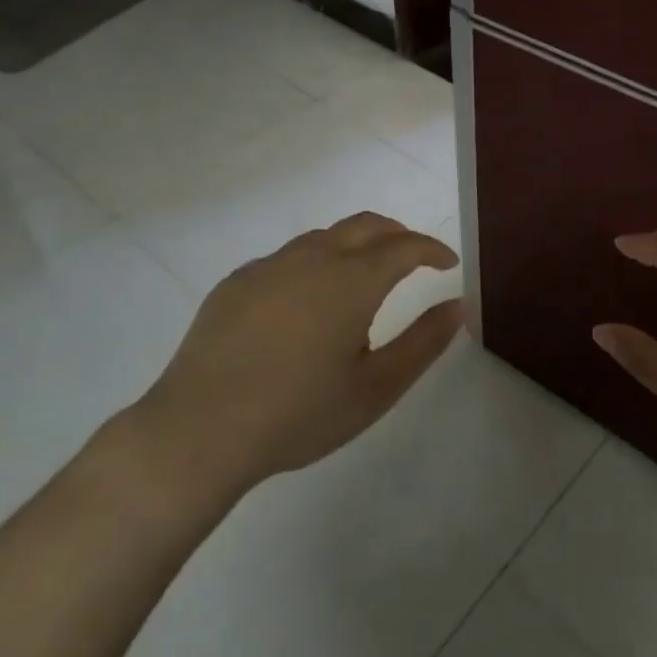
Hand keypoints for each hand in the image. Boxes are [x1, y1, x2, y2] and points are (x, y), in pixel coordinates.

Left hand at [127, 213, 462, 525]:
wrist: (198, 431)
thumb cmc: (298, 414)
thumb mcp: (375, 388)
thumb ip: (423, 343)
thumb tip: (457, 306)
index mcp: (353, 280)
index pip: (405, 246)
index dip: (432, 250)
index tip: (448, 263)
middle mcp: (313, 258)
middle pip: (366, 225)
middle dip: (397, 235)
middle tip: (413, 258)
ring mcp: (270, 266)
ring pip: (325, 237)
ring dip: (354, 246)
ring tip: (362, 281)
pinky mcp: (236, 281)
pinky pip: (287, 259)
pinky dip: (314, 265)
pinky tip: (305, 304)